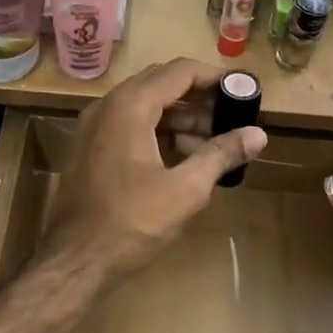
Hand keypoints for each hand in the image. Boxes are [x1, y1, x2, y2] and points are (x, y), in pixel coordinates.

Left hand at [41, 59, 267, 279]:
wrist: (74, 261)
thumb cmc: (131, 222)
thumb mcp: (186, 189)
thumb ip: (221, 154)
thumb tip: (258, 134)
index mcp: (130, 106)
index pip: (179, 71)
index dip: (214, 77)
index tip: (242, 91)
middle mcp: (108, 107)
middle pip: (161, 85)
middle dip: (199, 98)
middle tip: (232, 115)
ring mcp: (95, 129)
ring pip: (145, 107)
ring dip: (181, 118)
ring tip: (215, 142)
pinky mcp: (91, 151)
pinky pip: (131, 127)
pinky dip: (160, 134)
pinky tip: (185, 158)